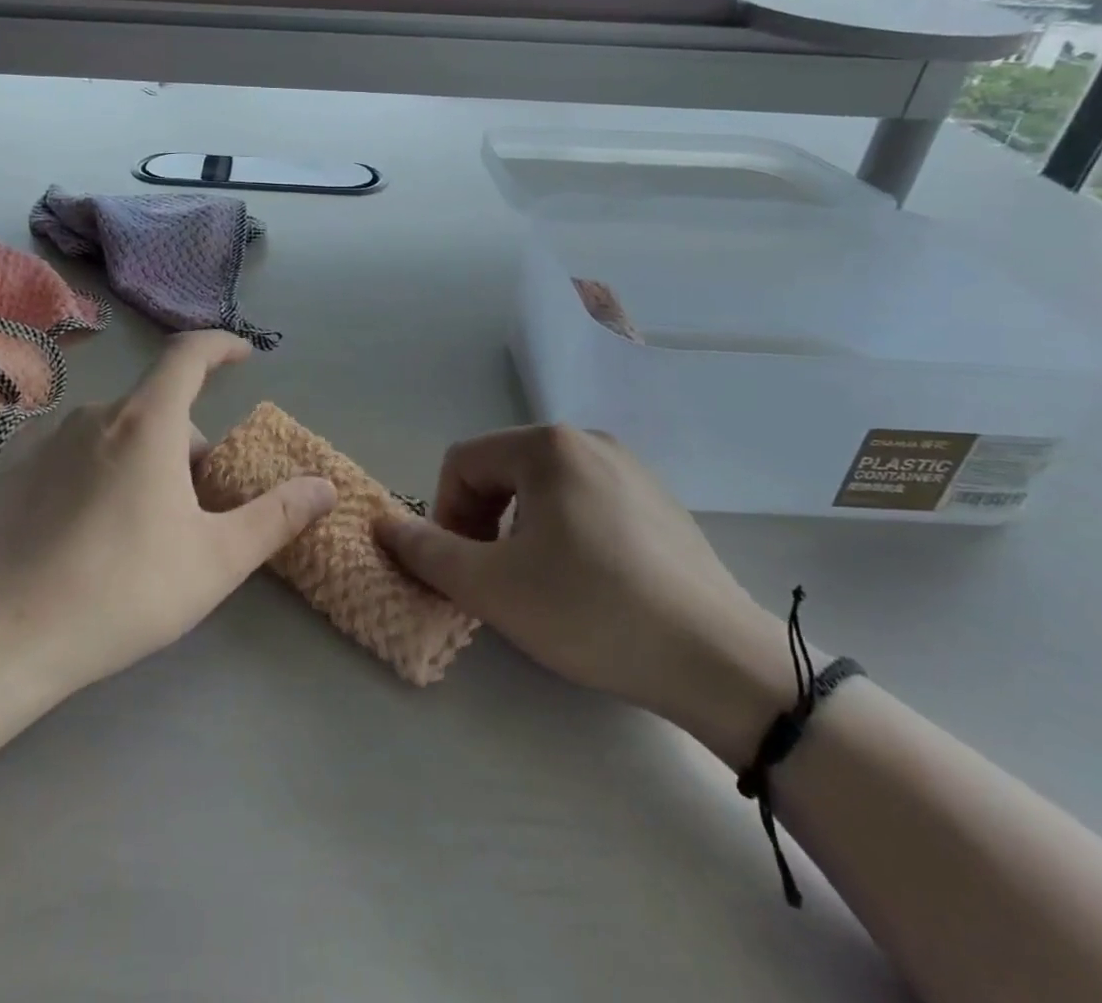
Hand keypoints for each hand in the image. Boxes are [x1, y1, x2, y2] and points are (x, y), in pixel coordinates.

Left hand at [0, 332, 336, 696]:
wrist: (1, 638)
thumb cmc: (122, 591)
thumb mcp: (216, 560)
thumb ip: (276, 517)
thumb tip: (326, 487)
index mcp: (147, 422)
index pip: (189, 354)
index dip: (221, 345)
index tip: (244, 354)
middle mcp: (95, 414)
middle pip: (159, 408)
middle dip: (189, 444)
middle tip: (198, 508)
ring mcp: (46, 437)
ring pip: (117, 430)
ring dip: (144, 456)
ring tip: (143, 524)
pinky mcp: (12, 466)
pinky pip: (75, 448)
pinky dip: (100, 466)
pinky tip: (89, 524)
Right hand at [375, 426, 789, 762]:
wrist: (719, 659)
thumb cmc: (592, 611)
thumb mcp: (493, 587)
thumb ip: (428, 551)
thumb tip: (382, 524)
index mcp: (547, 446)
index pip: (463, 463)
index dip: (444, 513)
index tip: (459, 567)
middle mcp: (588, 440)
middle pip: (502, 471)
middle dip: (481, 521)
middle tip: (493, 577)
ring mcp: (630, 468)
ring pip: (543, 487)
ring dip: (519, 528)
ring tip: (538, 583)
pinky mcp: (658, 500)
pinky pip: (586, 501)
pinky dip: (563, 532)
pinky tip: (587, 582)